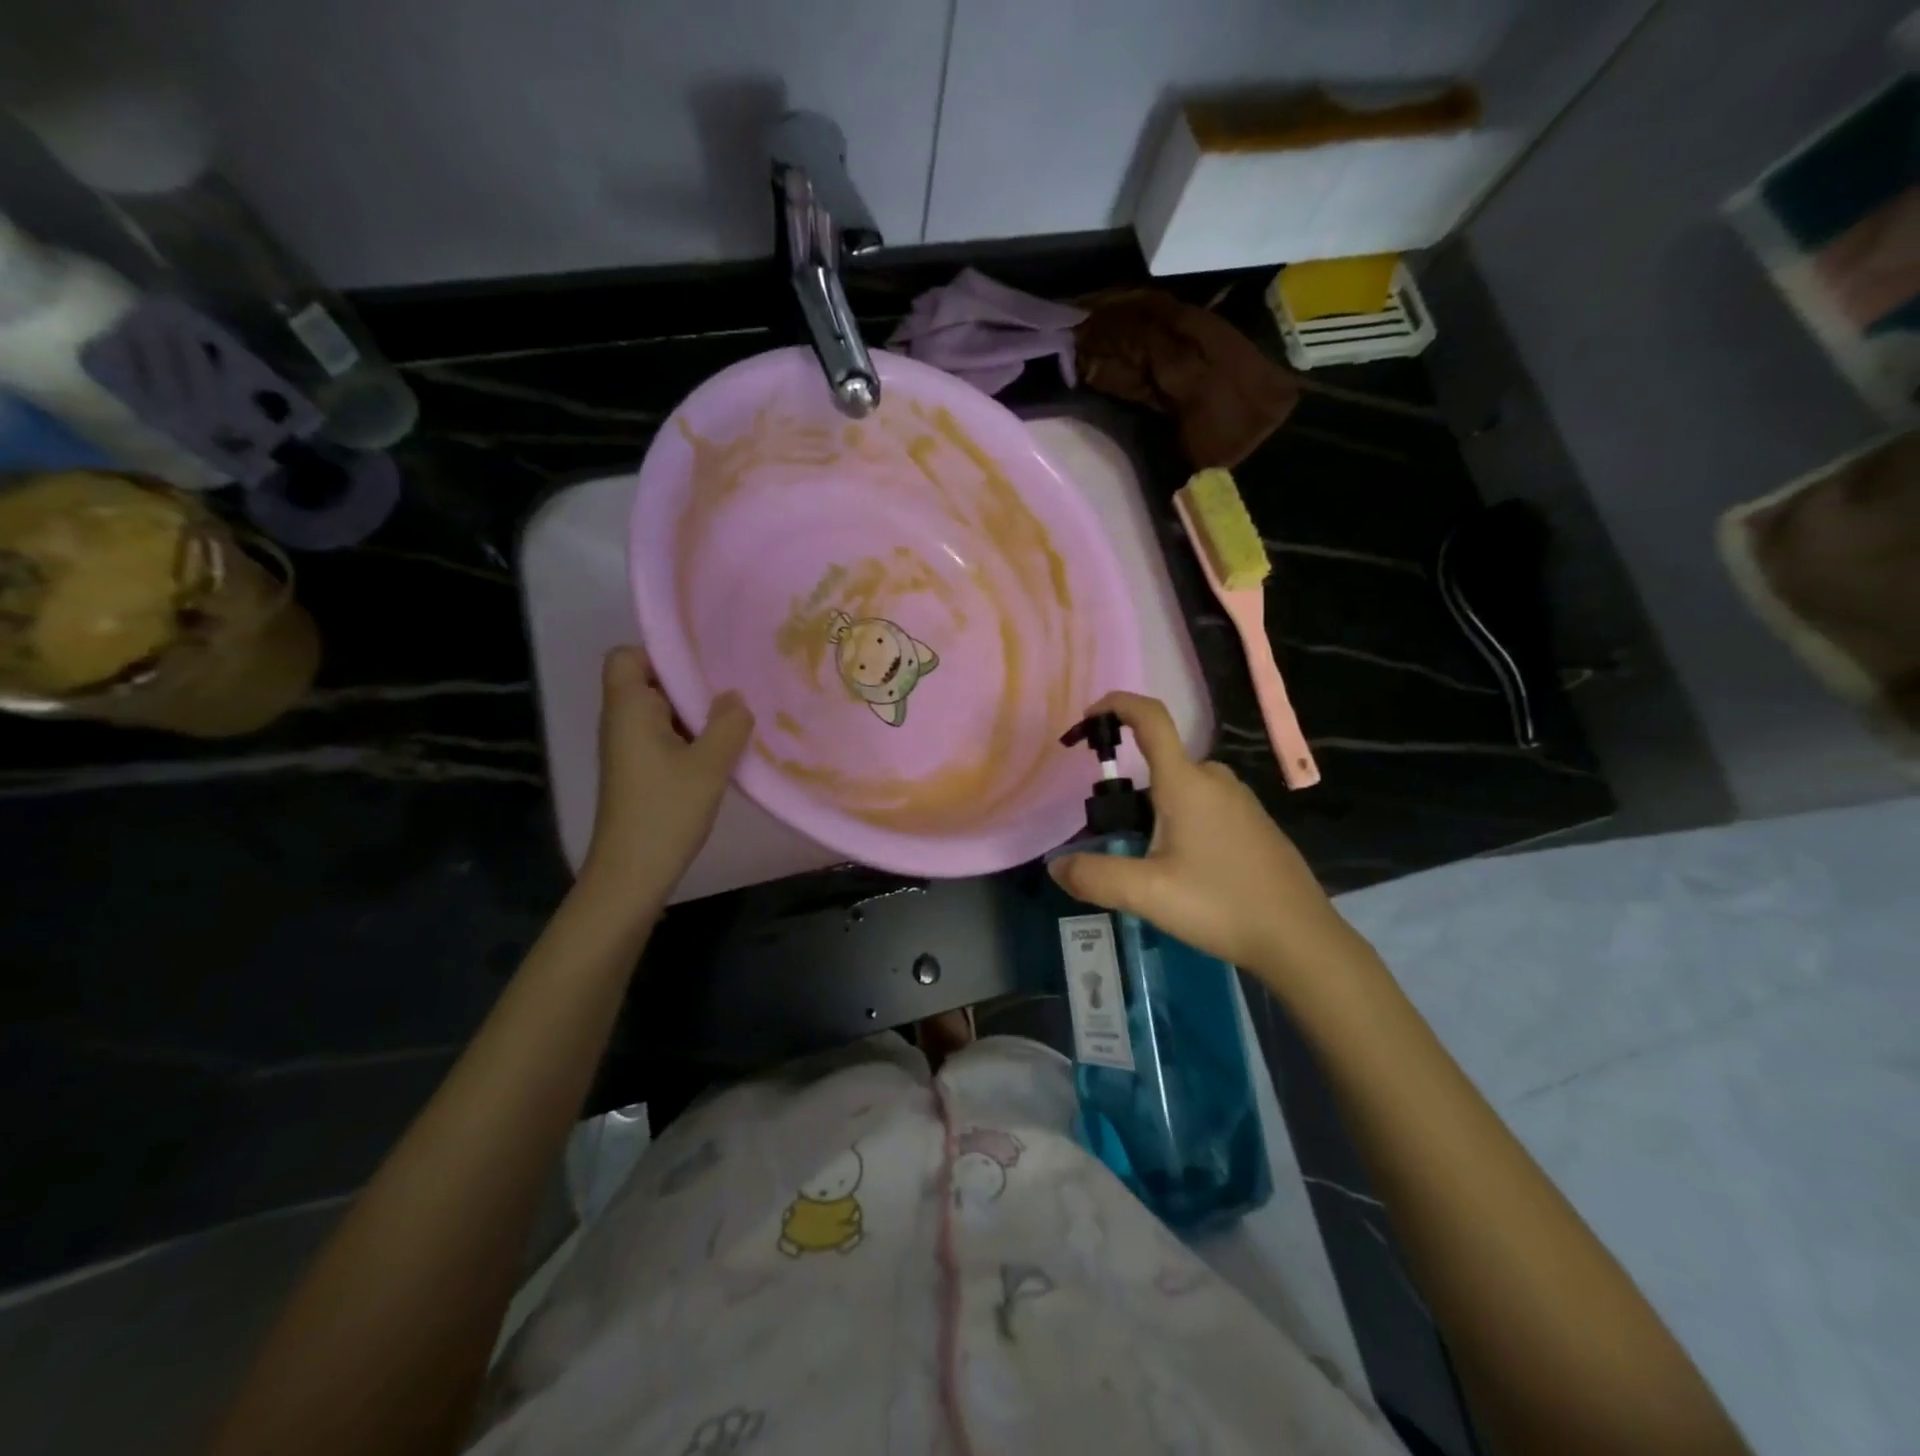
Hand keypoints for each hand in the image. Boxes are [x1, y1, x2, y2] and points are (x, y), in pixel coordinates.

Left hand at [580, 647, 753, 912]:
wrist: (632, 874)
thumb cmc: (666, 811)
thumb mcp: (710, 765)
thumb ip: (728, 724)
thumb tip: (734, 698)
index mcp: (628, 709)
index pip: (627, 656)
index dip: (660, 653)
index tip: (702, 666)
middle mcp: (621, 721)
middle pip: (648, 682)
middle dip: (688, 683)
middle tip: (731, 690)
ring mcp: (627, 748)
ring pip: (659, 712)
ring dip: (693, 713)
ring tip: (733, 719)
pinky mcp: (637, 771)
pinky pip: (662, 737)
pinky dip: (688, 737)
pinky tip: (720, 752)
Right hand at [1048, 692, 1354, 983]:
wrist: (1299, 938)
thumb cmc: (1220, 905)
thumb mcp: (1147, 895)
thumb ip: (1094, 876)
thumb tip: (1057, 865)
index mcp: (1186, 783)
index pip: (1150, 718)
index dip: (1116, 705)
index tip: (1087, 718)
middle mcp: (1214, 779)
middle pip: (1159, 763)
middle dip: (1128, 791)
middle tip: (1114, 839)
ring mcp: (1239, 800)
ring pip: (1181, 789)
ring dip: (1154, 812)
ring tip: (1146, 865)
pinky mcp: (1253, 822)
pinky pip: (1203, 806)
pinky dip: (1180, 823)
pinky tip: (1184, 872)